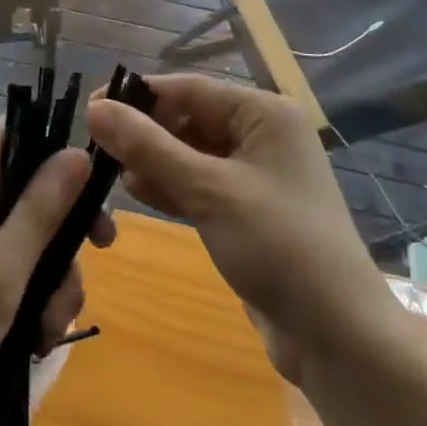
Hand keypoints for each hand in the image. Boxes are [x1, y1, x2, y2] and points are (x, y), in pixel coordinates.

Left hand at [0, 120, 115, 425]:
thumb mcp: (1, 274)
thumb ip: (41, 210)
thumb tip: (79, 151)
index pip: (18, 130)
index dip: (59, 143)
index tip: (96, 182)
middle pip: (34, 188)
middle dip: (68, 227)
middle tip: (99, 256)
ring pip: (31, 236)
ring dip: (54, 278)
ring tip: (50, 330)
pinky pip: (15, 269)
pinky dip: (33, 299)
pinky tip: (38, 341)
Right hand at [86, 74, 386, 386]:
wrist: (336, 335)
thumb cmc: (277, 245)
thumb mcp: (208, 190)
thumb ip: (149, 147)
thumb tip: (95, 107)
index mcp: (264, 113)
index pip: (190, 89)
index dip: (139, 96)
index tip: (90, 107)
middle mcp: (262, 134)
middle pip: (190, 119)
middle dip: (145, 132)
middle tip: (96, 149)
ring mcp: (256, 174)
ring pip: (191, 153)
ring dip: (154, 161)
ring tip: (111, 174)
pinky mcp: (247, 210)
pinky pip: (201, 184)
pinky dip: (172, 186)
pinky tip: (138, 192)